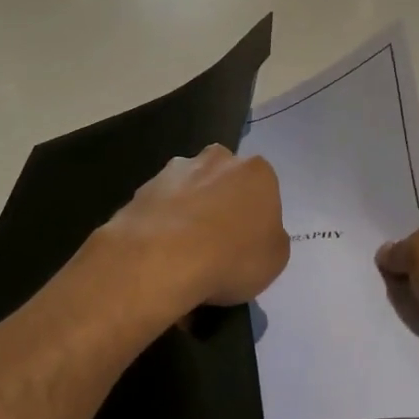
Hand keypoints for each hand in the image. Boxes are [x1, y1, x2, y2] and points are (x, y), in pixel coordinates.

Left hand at [102, 146, 289, 324]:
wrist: (161, 259)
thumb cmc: (231, 258)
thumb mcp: (275, 259)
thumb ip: (271, 237)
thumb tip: (257, 233)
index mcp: (256, 171)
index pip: (263, 190)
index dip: (256, 218)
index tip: (248, 244)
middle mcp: (218, 159)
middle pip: (225, 181)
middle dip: (222, 204)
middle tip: (218, 244)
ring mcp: (176, 170)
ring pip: (190, 190)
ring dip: (190, 211)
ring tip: (184, 253)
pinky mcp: (143, 187)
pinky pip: (162, 206)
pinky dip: (163, 224)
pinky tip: (160, 253)